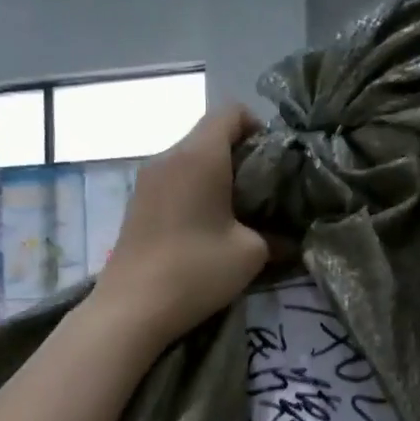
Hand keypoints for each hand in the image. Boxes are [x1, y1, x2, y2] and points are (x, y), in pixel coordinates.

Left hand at [92, 105, 270, 347]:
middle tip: (262, 192)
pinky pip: (173, 181)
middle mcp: (168, 157)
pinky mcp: (136, 204)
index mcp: (199, 156)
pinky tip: (205, 227)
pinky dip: (193, 191)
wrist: (131, 308)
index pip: (231, 111)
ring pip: (189, 159)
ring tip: (236, 213)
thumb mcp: (250, 254)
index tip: (273, 161)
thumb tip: (288, 240)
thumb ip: (275, 237)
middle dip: (240, 155)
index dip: (258, 126)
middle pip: (209, 135)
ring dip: (215, 176)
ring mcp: (146, 180)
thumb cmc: (196, 271)